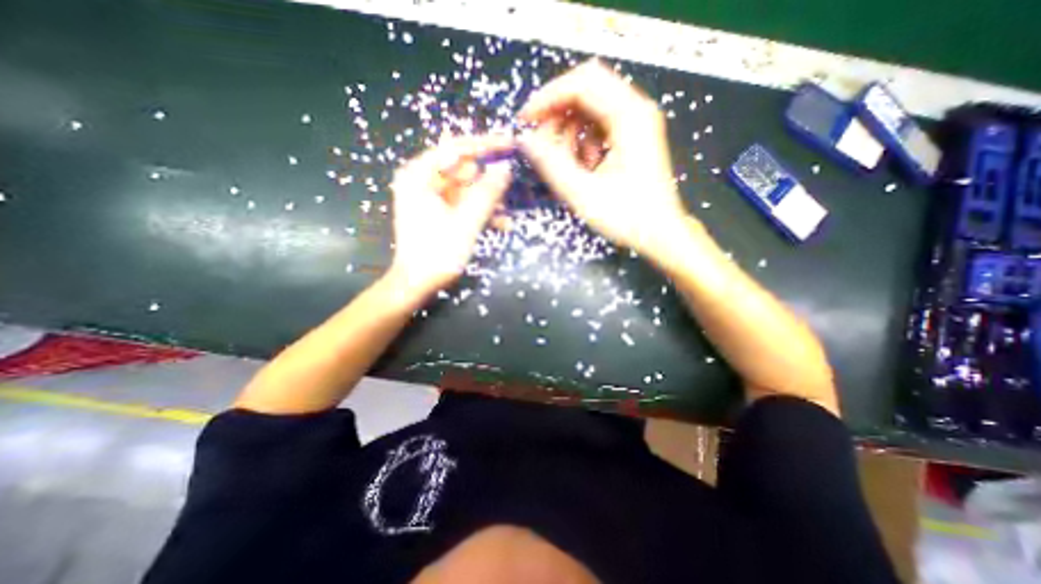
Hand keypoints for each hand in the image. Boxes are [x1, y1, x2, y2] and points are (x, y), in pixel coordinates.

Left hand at [384, 134, 512, 303]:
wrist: (417, 284)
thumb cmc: (438, 253)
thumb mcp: (466, 222)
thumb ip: (486, 193)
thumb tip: (505, 167)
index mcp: (420, 175)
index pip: (456, 149)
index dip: (486, 145)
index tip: (511, 143)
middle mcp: (422, 180)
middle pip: (463, 170)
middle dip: (489, 182)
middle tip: (511, 187)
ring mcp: (430, 197)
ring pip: (467, 189)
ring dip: (488, 201)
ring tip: (507, 216)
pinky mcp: (437, 211)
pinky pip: (463, 204)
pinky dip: (480, 212)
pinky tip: (500, 224)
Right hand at [517, 60, 689, 255]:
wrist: (659, 233)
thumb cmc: (627, 217)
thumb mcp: (582, 193)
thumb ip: (550, 164)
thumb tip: (526, 140)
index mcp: (629, 116)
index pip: (582, 83)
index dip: (548, 97)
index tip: (526, 120)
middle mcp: (636, 110)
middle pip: (586, 88)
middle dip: (556, 112)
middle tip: (541, 142)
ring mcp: (636, 122)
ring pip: (590, 107)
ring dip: (569, 130)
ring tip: (567, 163)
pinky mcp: (633, 136)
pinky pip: (598, 125)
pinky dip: (583, 140)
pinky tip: (584, 166)